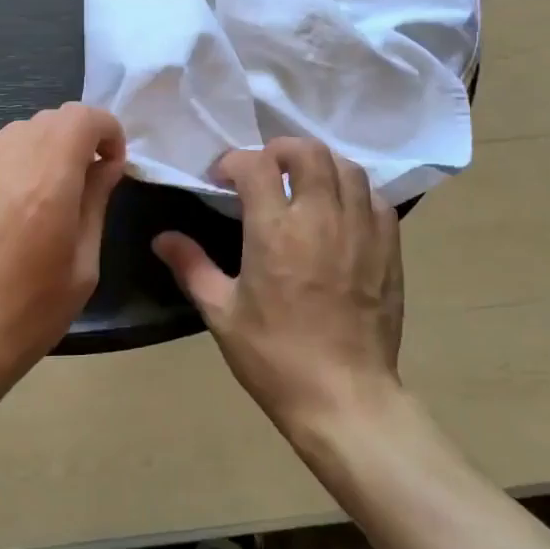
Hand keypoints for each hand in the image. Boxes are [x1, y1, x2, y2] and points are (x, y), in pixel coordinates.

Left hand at [0, 103, 126, 402]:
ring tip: (47, 191)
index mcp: (48, 181)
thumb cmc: (27, 314)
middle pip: (52, 118)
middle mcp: (8, 161)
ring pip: (20, 130)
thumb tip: (107, 165)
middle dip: (79, 138)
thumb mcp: (83, 266)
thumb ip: (96, 203)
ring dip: (45, 147)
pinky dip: (12, 158)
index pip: (82, 117)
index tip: (112, 165)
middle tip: (86, 180)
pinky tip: (10, 199)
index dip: (107, 130)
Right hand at [153, 138, 403, 434]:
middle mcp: (320, 218)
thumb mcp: (222, 313)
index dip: (234, 161)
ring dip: (319, 165)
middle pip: (308, 152)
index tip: (223, 178)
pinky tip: (340, 209)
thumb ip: (191, 266)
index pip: (256, 165)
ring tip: (303, 182)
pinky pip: (374, 198)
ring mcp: (360, 230)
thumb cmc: (275, 357)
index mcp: (275, 231)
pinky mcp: (388, 247)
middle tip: (264, 169)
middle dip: (280, 149)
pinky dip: (354, 190)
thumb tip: (161, 238)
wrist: (344, 398)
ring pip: (346, 167)